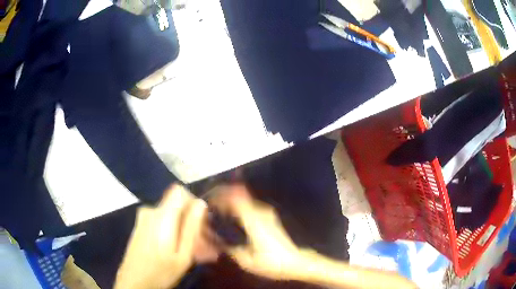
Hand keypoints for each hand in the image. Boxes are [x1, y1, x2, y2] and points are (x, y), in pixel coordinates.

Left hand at [114, 184, 206, 288]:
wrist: (134, 282)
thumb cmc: (161, 272)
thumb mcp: (183, 255)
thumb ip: (191, 228)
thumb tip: (200, 204)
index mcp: (162, 216)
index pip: (180, 191)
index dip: (193, 203)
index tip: (201, 222)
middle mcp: (150, 211)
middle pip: (175, 204)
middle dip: (189, 219)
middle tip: (198, 242)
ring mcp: (143, 218)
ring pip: (169, 213)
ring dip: (181, 226)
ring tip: (188, 248)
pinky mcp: (140, 225)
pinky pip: (160, 220)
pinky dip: (170, 229)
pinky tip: (173, 248)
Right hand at [209, 184, 303, 280]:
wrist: (294, 262)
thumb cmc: (272, 263)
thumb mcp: (247, 262)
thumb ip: (230, 249)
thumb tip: (215, 241)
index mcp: (255, 223)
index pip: (236, 201)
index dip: (222, 197)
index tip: (209, 200)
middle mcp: (261, 214)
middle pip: (240, 196)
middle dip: (224, 196)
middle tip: (210, 202)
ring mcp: (267, 214)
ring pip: (245, 199)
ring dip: (231, 199)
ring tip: (218, 206)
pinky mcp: (269, 217)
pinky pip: (250, 205)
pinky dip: (239, 205)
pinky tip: (232, 212)